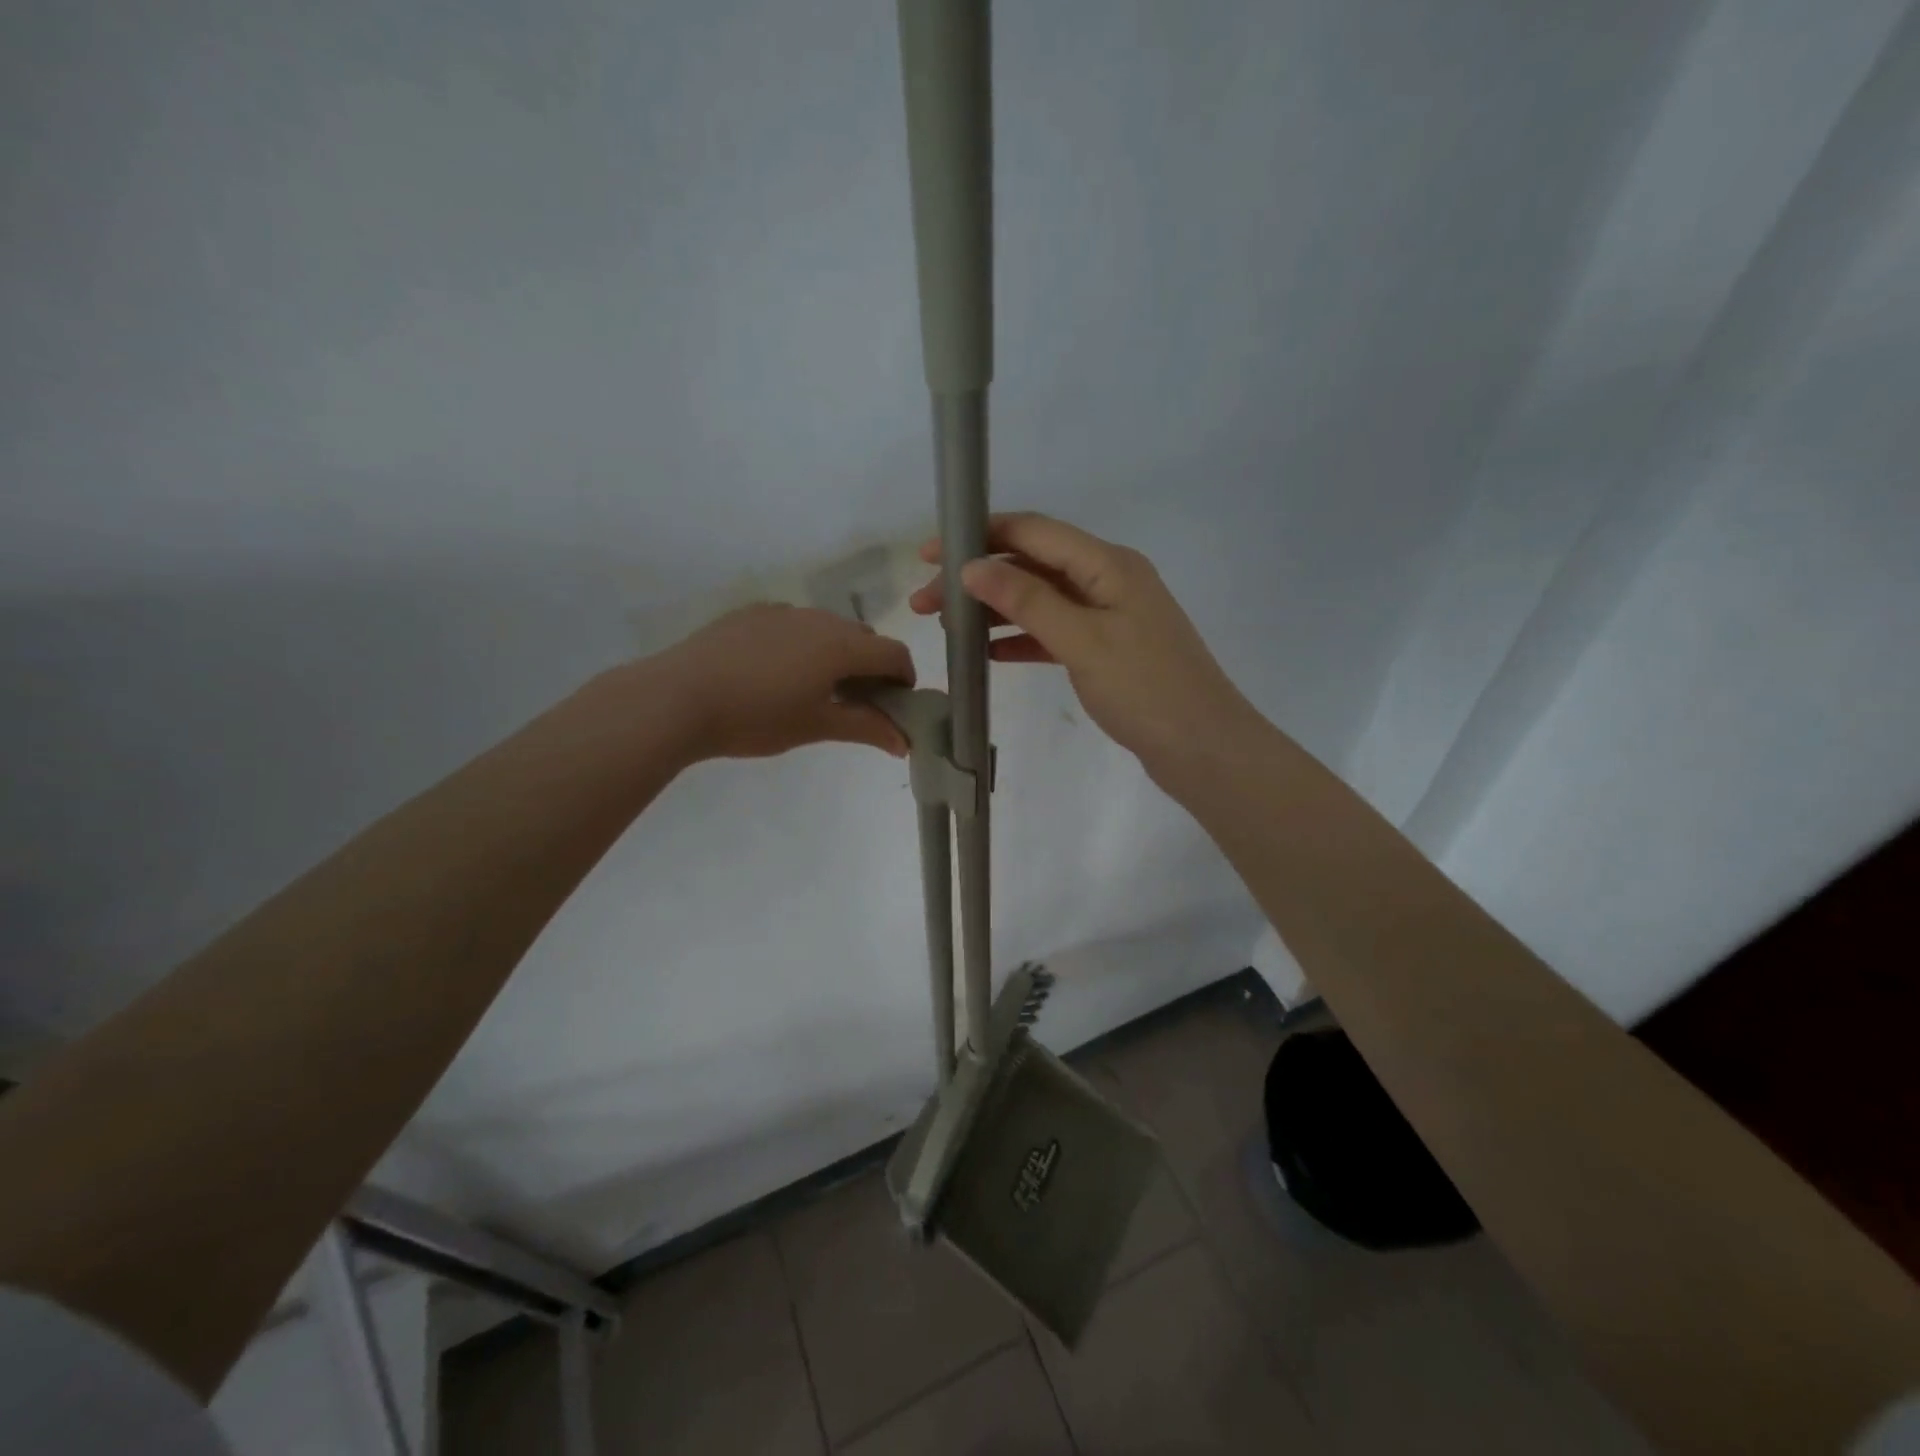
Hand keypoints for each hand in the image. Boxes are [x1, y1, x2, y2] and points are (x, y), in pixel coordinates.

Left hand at [651, 604, 913, 760]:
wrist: (678, 697)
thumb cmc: (756, 717)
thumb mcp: (816, 726)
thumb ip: (866, 728)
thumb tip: (904, 741)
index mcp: (841, 644)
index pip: (893, 653)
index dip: (904, 679)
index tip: (895, 706)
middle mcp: (818, 618)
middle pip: (863, 637)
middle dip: (870, 667)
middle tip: (854, 703)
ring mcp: (782, 611)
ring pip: (827, 628)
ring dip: (836, 653)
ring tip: (812, 688)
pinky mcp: (751, 613)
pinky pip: (793, 624)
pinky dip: (802, 644)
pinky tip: (775, 673)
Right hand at [909, 512, 1255, 771]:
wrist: (1203, 749)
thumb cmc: (1146, 690)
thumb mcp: (1082, 640)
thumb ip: (1027, 601)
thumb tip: (972, 567)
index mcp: (1107, 564)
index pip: (1033, 532)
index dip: (979, 536)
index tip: (931, 553)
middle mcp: (1108, 579)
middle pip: (1031, 566)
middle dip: (978, 579)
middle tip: (926, 604)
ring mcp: (1109, 616)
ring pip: (1039, 601)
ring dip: (994, 610)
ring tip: (948, 628)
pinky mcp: (1107, 650)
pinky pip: (1054, 633)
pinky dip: (1021, 639)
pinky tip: (988, 653)